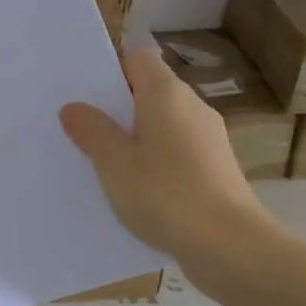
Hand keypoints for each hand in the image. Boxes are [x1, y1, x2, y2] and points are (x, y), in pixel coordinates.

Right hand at [60, 46, 272, 272]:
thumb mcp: (114, 162)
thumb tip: (73, 108)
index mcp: (166, 93)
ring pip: (163, 124)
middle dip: (117, 106)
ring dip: (136, 137)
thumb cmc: (165, 193)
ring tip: (103, 160)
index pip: (136, 57)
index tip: (84, 90)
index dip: (109, 68)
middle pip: (149, 91)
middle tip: (82, 125)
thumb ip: (92, 130)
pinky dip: (156, 160)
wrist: (231, 248)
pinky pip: (177, 151)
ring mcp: (209, 138)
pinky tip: (136, 188)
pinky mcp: (217, 169)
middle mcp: (192, 106)